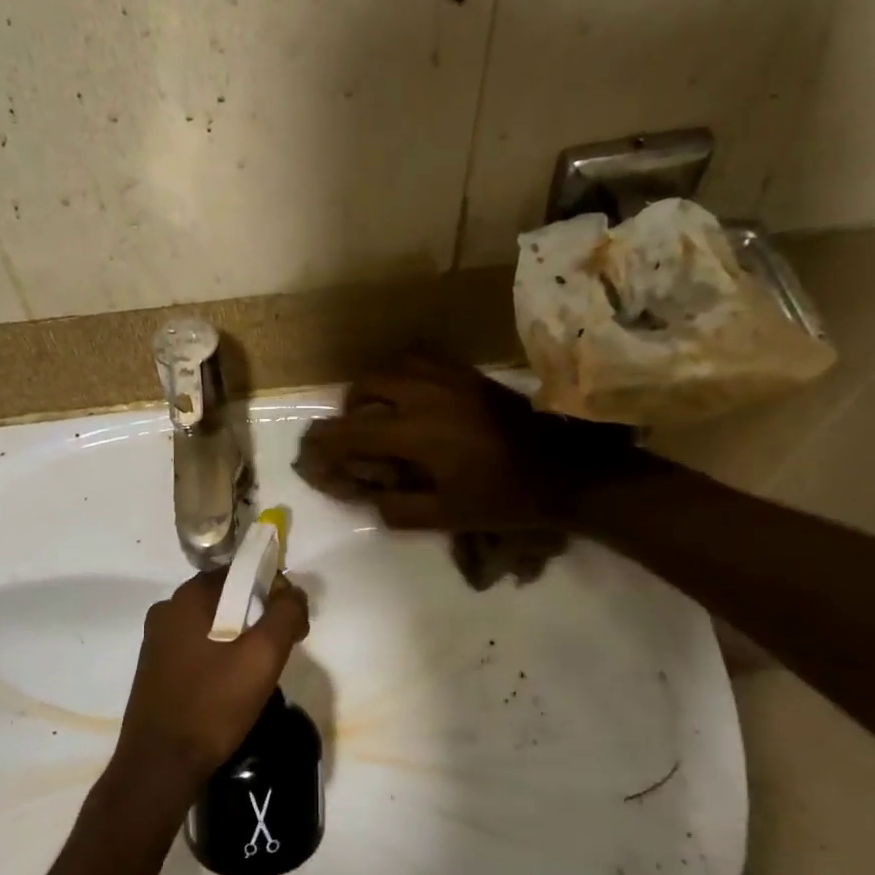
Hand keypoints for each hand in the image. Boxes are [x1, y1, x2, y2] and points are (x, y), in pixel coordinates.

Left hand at [111, 568, 310, 798]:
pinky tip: (230, 686)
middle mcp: (168, 609)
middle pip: (227, 596)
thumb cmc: (214, 704)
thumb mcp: (263, 657)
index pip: (242, 571)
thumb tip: (293, 594)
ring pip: (213, 623)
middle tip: (281, 651)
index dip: (274, 591)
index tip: (292, 624)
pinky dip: (219, 655)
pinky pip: (197, 646)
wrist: (160, 765)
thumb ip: (286, 615)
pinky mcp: (154, 667)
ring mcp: (157, 639)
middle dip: (259, 616)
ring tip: (257, 673)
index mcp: (189, 597)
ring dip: (240, 637)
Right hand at [295, 351, 637, 531]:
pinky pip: (421, 358)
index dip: (324, 444)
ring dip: (374, 389)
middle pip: (364, 388)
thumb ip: (397, 508)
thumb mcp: (446, 516)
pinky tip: (412, 395)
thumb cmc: (504, 497)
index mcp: (415, 432)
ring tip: (379, 412)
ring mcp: (448, 378)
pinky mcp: (468, 373)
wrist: (564, 469)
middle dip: (347, 412)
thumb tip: (367, 496)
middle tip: (352, 438)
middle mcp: (424, 395)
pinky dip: (403, 373)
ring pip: (391, 366)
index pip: (350, 431)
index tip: (309, 455)